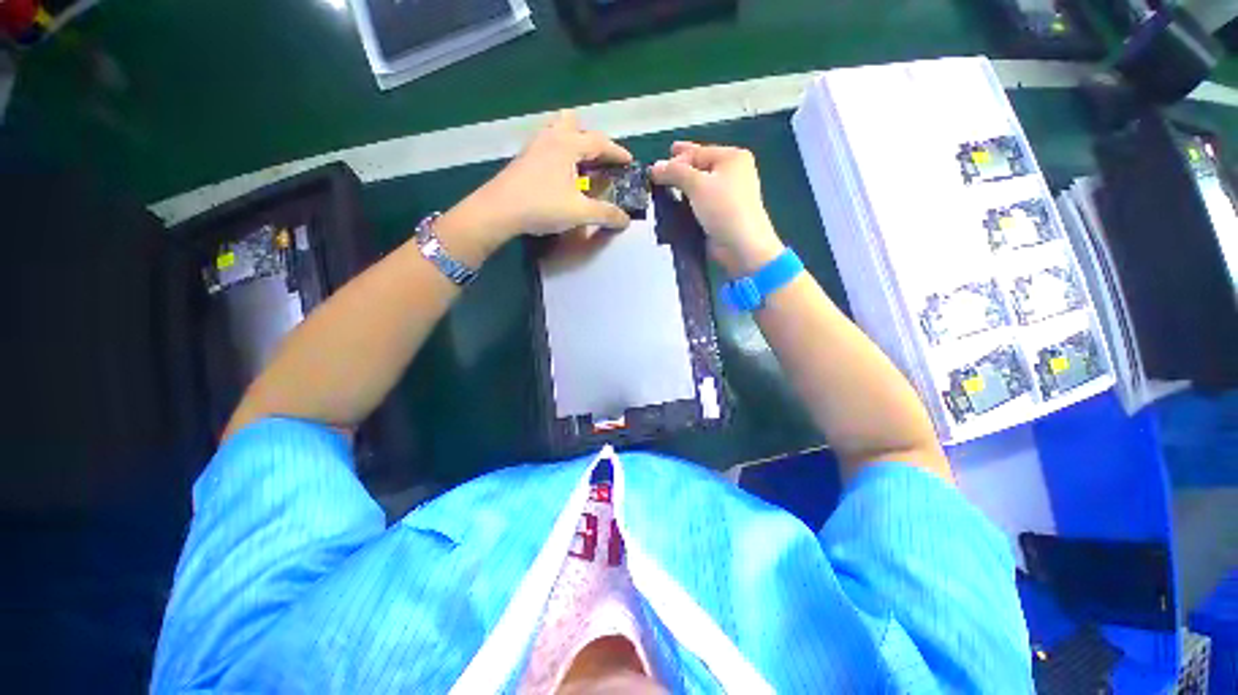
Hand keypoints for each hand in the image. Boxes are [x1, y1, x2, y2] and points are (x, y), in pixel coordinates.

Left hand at [445, 111, 632, 258]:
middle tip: (597, 158)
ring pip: (555, 130)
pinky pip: (545, 144)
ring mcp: (533, 146)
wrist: (498, 211)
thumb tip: (626, 219)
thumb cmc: (542, 206)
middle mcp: (551, 138)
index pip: (599, 142)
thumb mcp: (579, 212)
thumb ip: (605, 214)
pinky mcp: (523, 158)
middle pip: (573, 122)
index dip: (617, 152)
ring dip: (571, 141)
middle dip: (589, 136)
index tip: (629, 161)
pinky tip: (558, 173)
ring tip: (579, 163)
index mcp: (568, 145)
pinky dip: (558, 152)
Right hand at [651, 142, 784, 276]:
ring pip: (699, 185)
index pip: (697, 152)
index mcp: (732, 158)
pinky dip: (688, 202)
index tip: (654, 169)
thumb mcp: (698, 185)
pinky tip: (674, 205)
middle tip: (658, 173)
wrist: (741, 246)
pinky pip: (701, 202)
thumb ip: (675, 172)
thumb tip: (655, 167)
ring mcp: (728, 194)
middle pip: (699, 166)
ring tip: (662, 190)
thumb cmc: (723, 209)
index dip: (675, 159)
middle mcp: (732, 172)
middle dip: (679, 169)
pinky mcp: (721, 213)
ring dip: (682, 187)